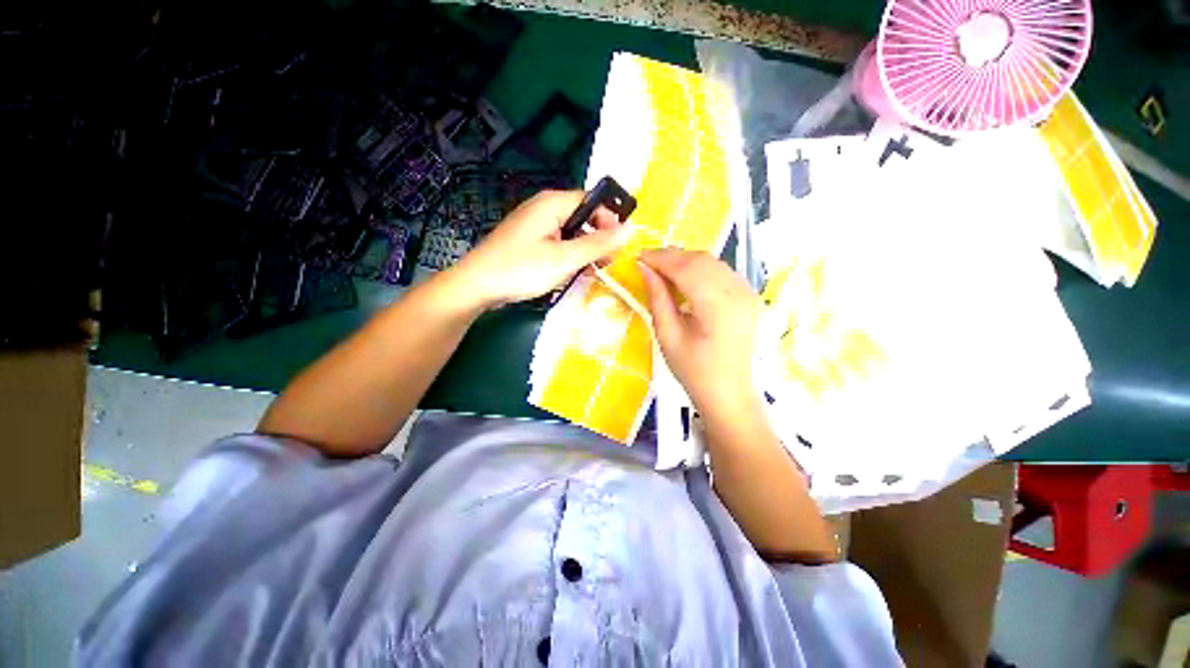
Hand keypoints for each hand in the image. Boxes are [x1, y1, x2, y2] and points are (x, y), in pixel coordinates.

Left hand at [449, 190, 626, 308]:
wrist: (476, 286)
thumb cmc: (522, 269)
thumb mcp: (565, 259)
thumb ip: (598, 244)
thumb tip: (630, 229)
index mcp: (553, 203)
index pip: (593, 201)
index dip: (609, 221)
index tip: (617, 247)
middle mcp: (544, 207)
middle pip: (583, 217)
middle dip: (597, 239)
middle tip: (604, 264)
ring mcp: (535, 224)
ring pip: (571, 232)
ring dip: (584, 251)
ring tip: (589, 272)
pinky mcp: (529, 240)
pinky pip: (558, 242)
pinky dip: (568, 255)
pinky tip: (570, 273)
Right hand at [639, 249, 760, 415]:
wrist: (728, 393)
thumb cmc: (693, 370)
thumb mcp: (668, 335)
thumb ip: (657, 298)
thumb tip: (645, 269)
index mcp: (717, 305)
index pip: (686, 267)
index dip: (660, 258)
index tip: (638, 257)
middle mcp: (738, 292)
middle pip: (701, 259)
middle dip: (672, 256)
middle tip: (647, 263)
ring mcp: (748, 292)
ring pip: (713, 262)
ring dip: (686, 260)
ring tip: (663, 270)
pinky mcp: (749, 296)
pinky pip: (722, 271)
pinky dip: (700, 268)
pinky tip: (685, 278)